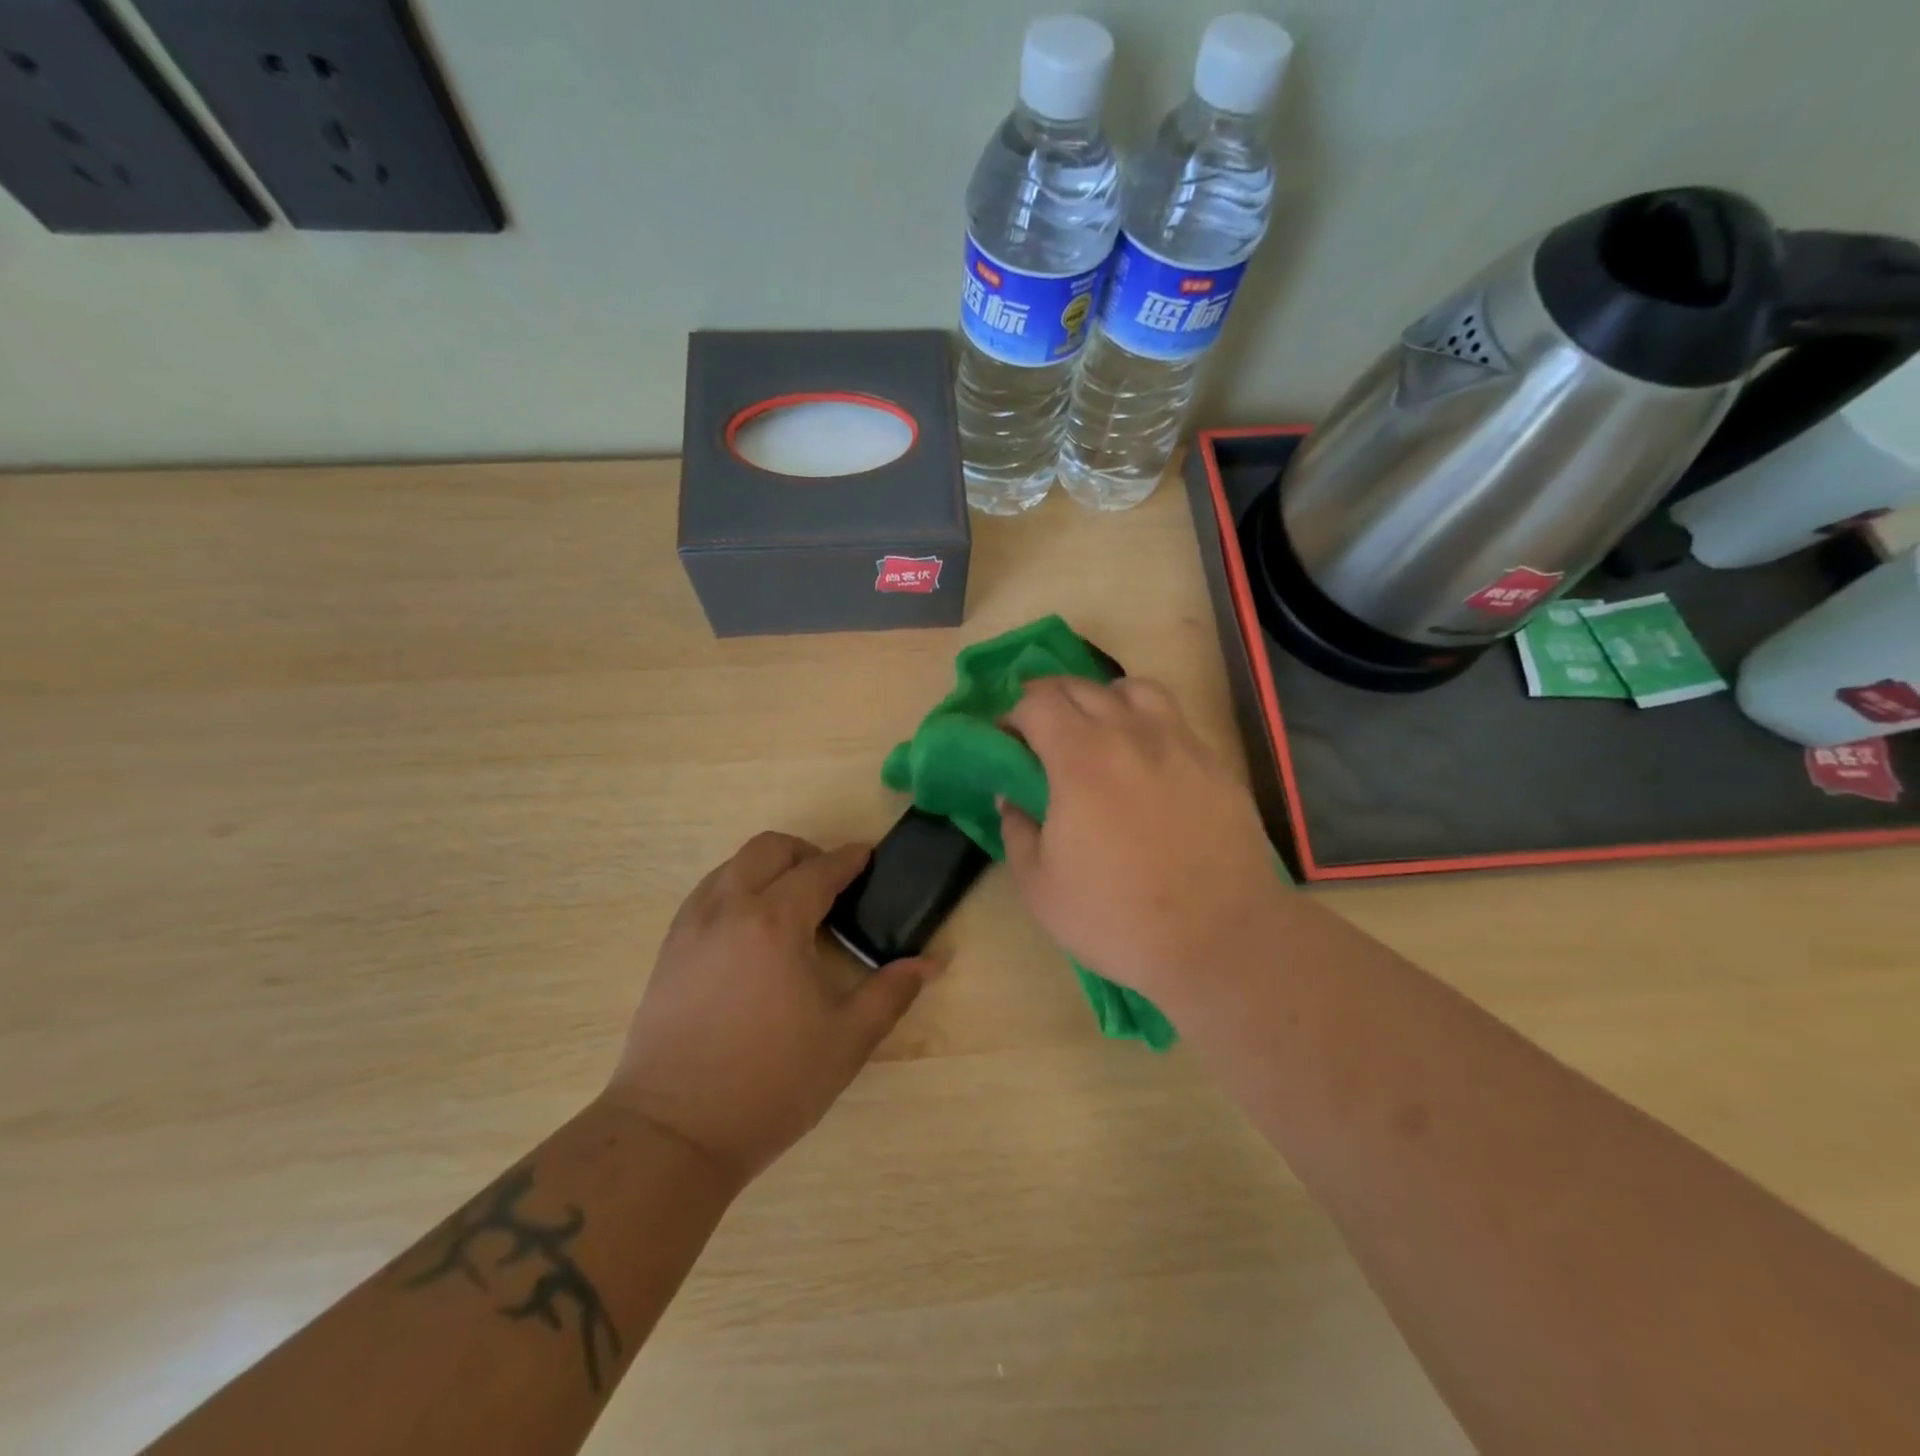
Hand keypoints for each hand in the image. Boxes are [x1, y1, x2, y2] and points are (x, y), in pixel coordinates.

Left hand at [606, 832, 937, 1187]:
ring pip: (733, 865)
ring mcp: (691, 925)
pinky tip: (752, 930)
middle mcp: (729, 908)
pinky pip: (708, 893)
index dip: (850, 859)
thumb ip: (891, 992)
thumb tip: (930, 962)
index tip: (869, 856)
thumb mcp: (846, 1040)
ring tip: (792, 905)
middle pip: (769, 848)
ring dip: (768, 868)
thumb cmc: (771, 1084)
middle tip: (831, 884)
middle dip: (806, 853)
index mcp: (775, 922)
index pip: (820, 870)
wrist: (673, 1133)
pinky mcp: (669, 948)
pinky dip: (737, 889)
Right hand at [1000, 676, 1280, 1013]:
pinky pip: (1173, 719)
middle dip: (1049, 700)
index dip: (1012, 715)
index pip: (1037, 704)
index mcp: (1080, 759)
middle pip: (1081, 687)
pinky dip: (1146, 722)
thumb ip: (1016, 831)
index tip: (1005, 740)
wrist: (1220, 939)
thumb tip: (1010, 797)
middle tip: (1038, 732)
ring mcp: (1179, 744)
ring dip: (1103, 699)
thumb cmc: (1117, 917)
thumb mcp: (1040, 887)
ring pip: (1135, 689)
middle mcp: (1130, 735)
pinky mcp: (1214, 763)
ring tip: (1097, 729)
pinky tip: (1144, 759)